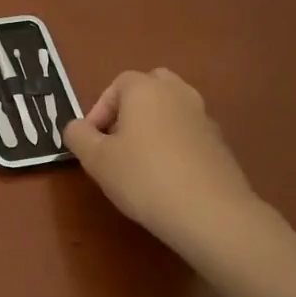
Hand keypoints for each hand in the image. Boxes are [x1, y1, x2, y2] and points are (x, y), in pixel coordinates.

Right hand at [63, 68, 270, 265]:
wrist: (209, 211)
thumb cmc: (143, 177)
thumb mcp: (96, 159)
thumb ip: (78, 136)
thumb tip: (76, 127)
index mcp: (146, 89)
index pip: (116, 85)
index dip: (98, 111)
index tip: (91, 142)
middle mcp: (178, 93)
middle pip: (149, 88)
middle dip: (129, 111)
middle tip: (116, 142)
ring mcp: (203, 116)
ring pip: (171, 110)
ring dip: (152, 127)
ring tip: (139, 162)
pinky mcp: (219, 143)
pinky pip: (188, 133)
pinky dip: (174, 145)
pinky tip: (166, 177)